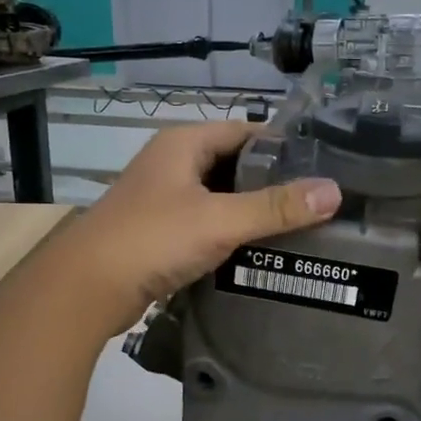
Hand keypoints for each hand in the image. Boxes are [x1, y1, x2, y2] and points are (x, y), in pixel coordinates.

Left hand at [54, 120, 342, 333]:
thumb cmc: (152, 239)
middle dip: (271, 181)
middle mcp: (172, 164)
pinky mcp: (160, 232)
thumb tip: (333, 192)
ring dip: (252, 210)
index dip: (282, 145)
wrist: (86, 289)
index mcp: (183, 143)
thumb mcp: (220, 220)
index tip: (321, 164)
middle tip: (316, 200)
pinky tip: (260, 251)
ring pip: (220, 197)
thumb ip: (276, 207)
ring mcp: (163, 199)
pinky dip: (232, 233)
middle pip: (234, 164)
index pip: (244, 131)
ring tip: (299, 226)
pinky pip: (206, 224)